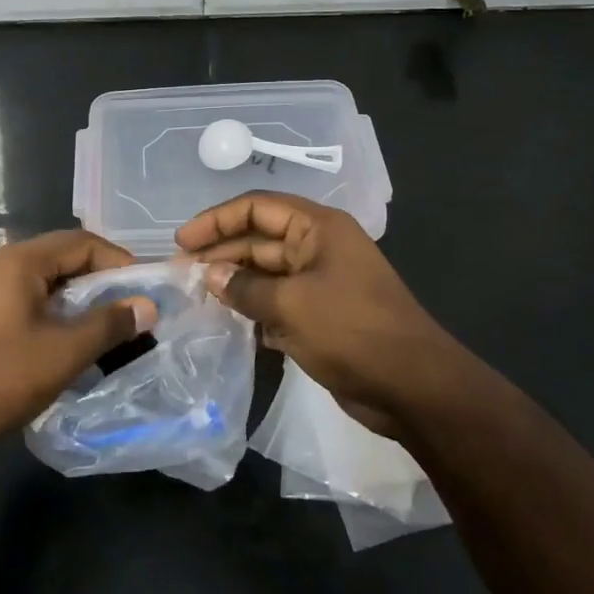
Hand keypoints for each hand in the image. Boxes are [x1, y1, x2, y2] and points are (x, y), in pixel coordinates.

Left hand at [0, 230, 155, 466]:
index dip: (118, 261)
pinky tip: (50, 349)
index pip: (80, 242)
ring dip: (69, 303)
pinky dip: (41, 316)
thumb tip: (146, 305)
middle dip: (96, 284)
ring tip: (93, 335)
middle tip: (124, 315)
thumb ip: (109, 325)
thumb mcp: (62, 354)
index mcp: (16, 261)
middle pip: (56, 260)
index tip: (142, 291)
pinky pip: (12, 302)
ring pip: (34, 284)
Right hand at [175, 192, 458, 422]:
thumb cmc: (352, 331)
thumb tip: (210, 275)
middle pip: (259, 239)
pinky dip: (253, 309)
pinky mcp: (321, 315)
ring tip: (195, 298)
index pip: (257, 207)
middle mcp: (318, 247)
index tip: (181, 242)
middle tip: (180, 275)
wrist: (413, 386)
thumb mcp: (291, 305)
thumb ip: (245, 288)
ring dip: (234, 283)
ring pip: (266, 273)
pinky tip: (227, 323)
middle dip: (221, 253)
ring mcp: (321, 282)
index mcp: (318, 228)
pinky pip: (278, 302)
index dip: (216, 220)